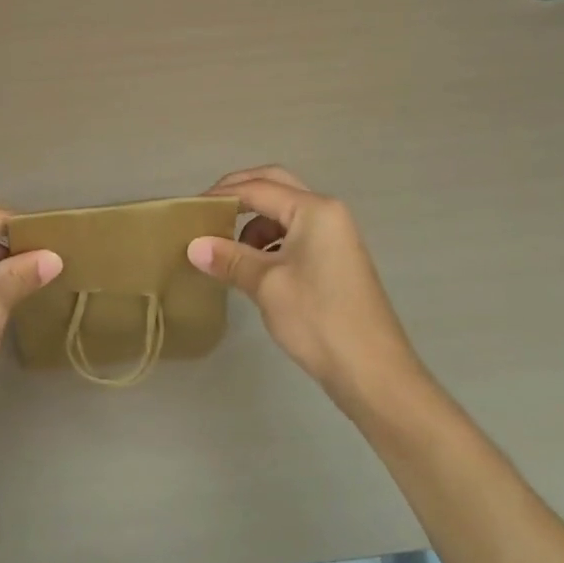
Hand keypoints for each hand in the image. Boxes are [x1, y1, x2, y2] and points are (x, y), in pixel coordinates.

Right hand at [189, 167, 430, 421]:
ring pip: (284, 212)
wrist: (375, 375)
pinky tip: (252, 266)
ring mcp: (334, 236)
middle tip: (207, 210)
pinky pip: (294, 235)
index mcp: (314, 210)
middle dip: (239, 194)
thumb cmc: (319, 320)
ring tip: (225, 246)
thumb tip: (193, 246)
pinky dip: (269, 241)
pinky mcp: (334, 260)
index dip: (221, 196)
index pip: (258, 189)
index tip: (189, 210)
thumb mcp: (266, 286)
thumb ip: (229, 259)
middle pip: (275, 187)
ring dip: (254, 222)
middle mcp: (327, 213)